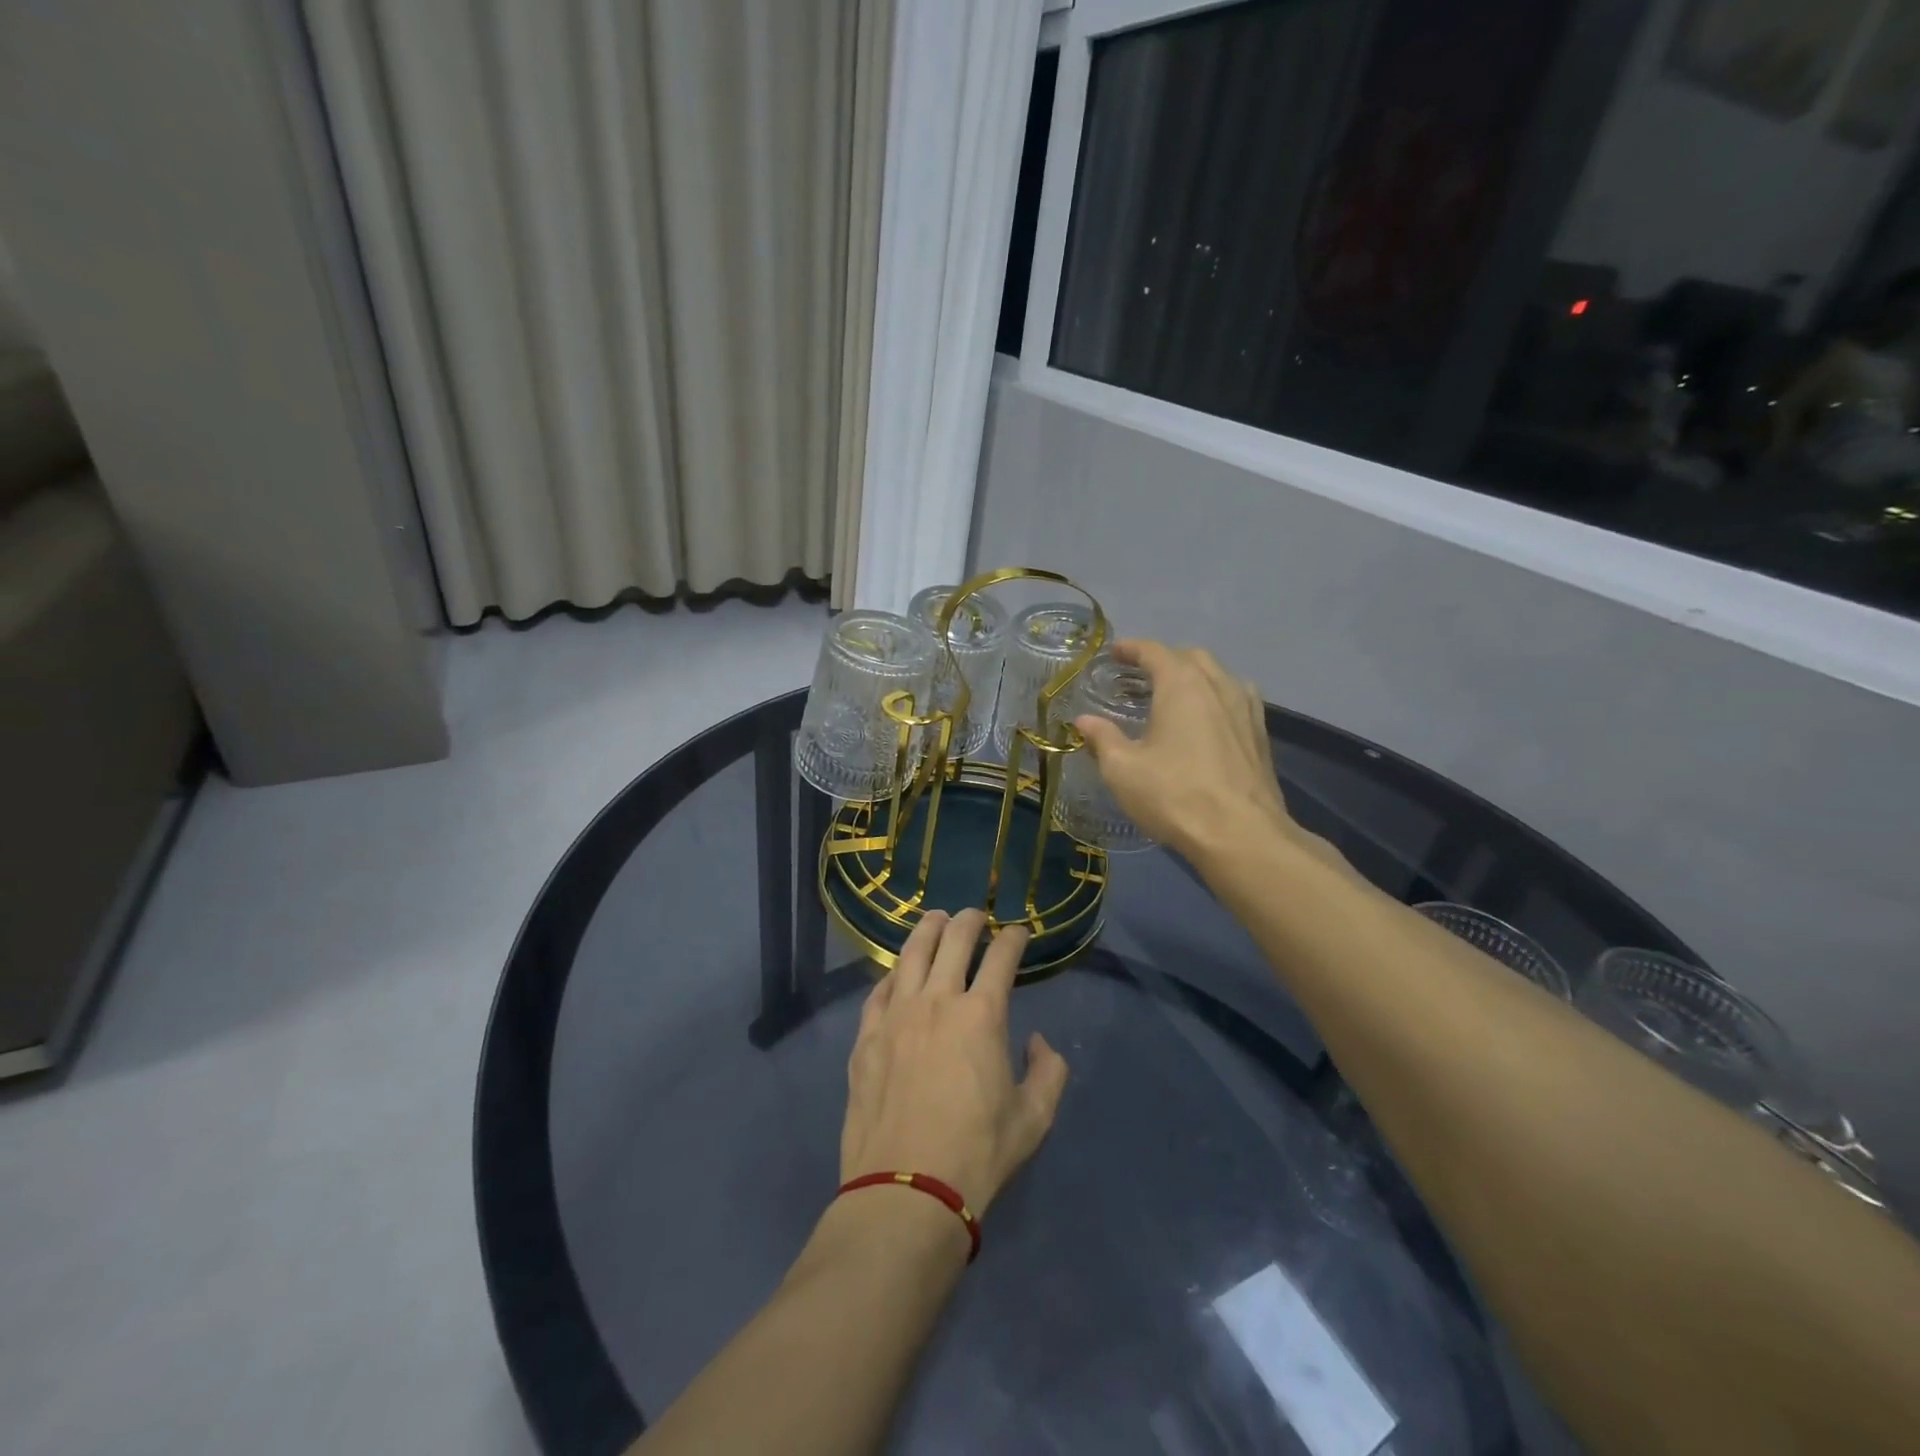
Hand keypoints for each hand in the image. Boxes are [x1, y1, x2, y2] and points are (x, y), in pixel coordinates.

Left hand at [841, 910, 1068, 1217]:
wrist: (907, 1189)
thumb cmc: (978, 1153)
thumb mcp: (1034, 1118)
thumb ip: (1048, 1072)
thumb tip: (1039, 1043)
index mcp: (982, 1014)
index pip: (1001, 957)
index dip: (1013, 938)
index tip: (1019, 933)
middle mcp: (938, 1000)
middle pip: (954, 940)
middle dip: (969, 920)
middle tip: (976, 916)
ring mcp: (896, 1014)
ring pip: (911, 954)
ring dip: (927, 930)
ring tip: (935, 919)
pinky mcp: (866, 1036)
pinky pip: (879, 990)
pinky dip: (894, 974)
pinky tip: (898, 973)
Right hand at [1073, 640, 1348, 874]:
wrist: (1241, 835)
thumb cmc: (1174, 795)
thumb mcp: (1123, 769)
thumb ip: (1102, 738)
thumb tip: (1083, 720)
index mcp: (1182, 685)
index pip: (1154, 652)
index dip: (1132, 649)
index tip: (1114, 653)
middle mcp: (1218, 685)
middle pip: (1190, 657)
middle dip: (1164, 660)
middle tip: (1140, 676)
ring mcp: (1246, 708)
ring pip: (1219, 676)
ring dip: (1194, 676)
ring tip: (1173, 695)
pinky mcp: (1260, 734)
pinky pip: (1236, 699)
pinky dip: (1215, 697)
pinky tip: (1206, 721)